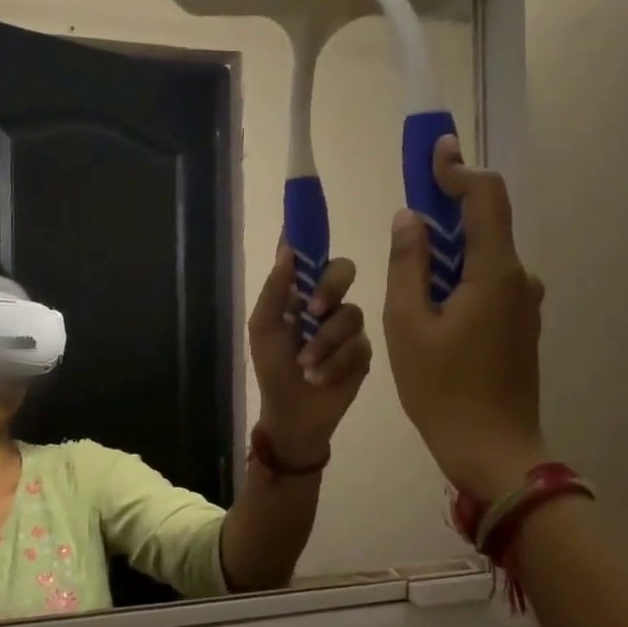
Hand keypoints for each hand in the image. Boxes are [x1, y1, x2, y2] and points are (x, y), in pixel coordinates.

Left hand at [249, 243, 371, 465]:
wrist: (293, 415)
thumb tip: (287, 250)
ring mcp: (348, 327)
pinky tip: (321, 379)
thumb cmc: (273, 370)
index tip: (311, 211)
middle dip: (330, 286)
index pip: (308, 256)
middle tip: (315, 310)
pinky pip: (359, 345)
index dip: (310, 235)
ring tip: (306, 367)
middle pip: (344, 270)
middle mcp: (327, 303)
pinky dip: (336, 363)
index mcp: (300, 293)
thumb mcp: (263, 329)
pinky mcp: (364, 352)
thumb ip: (274, 290)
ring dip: (324, 343)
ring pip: (350, 314)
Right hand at [383, 137, 548, 501]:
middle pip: (485, 224)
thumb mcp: (408, 326)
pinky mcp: (520, 328)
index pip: (485, 196)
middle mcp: (519, 279)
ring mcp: (524, 305)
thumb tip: (409, 219)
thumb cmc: (443, 390)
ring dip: (449, 252)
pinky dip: (459, 279)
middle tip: (406, 218)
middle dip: (446, 211)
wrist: (494, 452)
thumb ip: (408, 265)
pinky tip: (431, 307)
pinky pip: (488, 285)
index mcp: (495, 272)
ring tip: (409, 275)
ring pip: (484, 259)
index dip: (458, 169)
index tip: (432, 153)